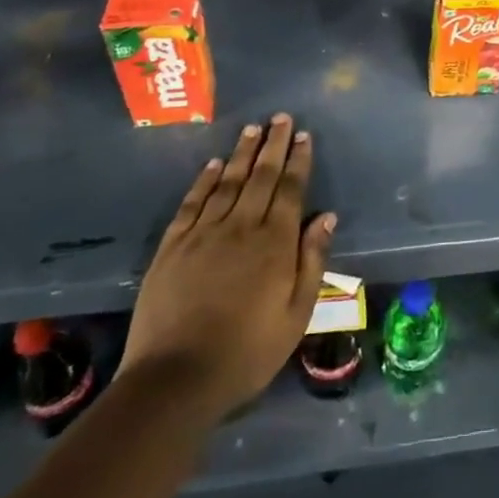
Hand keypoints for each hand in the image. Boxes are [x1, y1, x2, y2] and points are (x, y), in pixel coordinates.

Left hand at [120, 113, 335, 427]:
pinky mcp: (173, 247)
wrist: (175, 380)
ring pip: (228, 182)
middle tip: (281, 117)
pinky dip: (205, 180)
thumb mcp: (296, 314)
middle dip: (273, 144)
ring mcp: (203, 234)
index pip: (290, 189)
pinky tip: (214, 165)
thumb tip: (326, 216)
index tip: (303, 136)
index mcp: (275, 243)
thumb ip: (312, 261)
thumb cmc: (247, 351)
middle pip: (261, 176)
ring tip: (252, 129)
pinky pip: (192, 203)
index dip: (298, 160)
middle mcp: (241, 227)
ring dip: (242, 153)